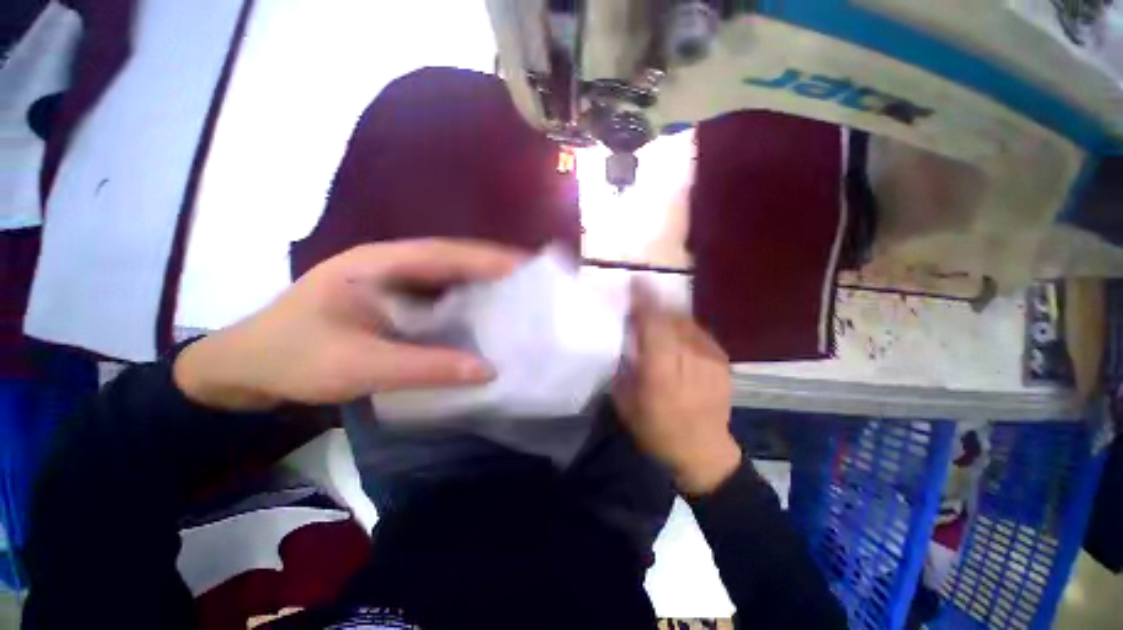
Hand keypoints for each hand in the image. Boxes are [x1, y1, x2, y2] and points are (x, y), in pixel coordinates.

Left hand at [174, 239, 523, 410]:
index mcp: (380, 263)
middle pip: (455, 258)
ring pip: (450, 276)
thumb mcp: (357, 366)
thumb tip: (488, 370)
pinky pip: (441, 295)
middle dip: (495, 267)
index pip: (448, 253)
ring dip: (484, 284)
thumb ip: (425, 367)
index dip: (491, 259)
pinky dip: (467, 302)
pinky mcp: (395, 299)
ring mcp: (393, 280)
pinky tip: (485, 316)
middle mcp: (391, 263)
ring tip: (519, 297)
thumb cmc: (293, 359)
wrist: (246, 369)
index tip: (530, 268)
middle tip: (533, 282)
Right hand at [613, 282, 740, 495]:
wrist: (703, 451)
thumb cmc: (656, 430)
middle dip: (654, 305)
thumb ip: (625, 365)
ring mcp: (710, 358)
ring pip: (685, 322)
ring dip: (668, 316)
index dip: (644, 300)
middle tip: (640, 304)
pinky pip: (698, 333)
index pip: (653, 324)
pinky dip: (683, 329)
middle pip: (670, 317)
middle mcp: (689, 358)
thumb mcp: (626, 400)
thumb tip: (627, 338)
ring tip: (657, 322)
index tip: (636, 281)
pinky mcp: (722, 360)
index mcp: (660, 371)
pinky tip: (676, 340)